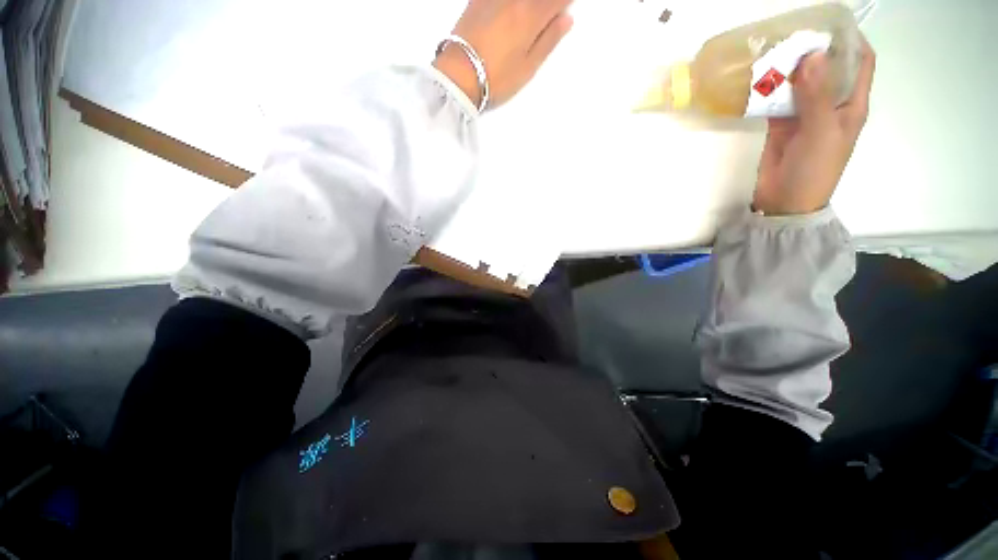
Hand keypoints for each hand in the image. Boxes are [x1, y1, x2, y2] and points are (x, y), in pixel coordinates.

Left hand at [433, 0, 574, 109]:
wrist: (458, 77)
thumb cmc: (496, 78)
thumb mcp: (527, 68)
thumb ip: (548, 41)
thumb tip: (566, 19)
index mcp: (531, 16)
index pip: (557, 0)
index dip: (565, 2)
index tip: (567, 6)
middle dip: (546, 4)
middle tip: (549, 12)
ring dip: (528, 4)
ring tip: (529, 15)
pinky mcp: (476, 0)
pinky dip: (510, 2)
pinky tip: (512, 9)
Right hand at [753, 35, 875, 215]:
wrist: (785, 201)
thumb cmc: (815, 169)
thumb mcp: (822, 131)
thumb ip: (818, 95)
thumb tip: (812, 55)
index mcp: (851, 103)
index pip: (860, 62)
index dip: (851, 40)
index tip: (831, 25)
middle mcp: (831, 103)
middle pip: (827, 67)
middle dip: (814, 50)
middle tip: (793, 33)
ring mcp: (805, 114)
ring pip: (800, 82)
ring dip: (789, 68)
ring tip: (772, 50)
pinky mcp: (781, 124)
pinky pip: (777, 100)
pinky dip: (770, 89)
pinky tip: (759, 79)